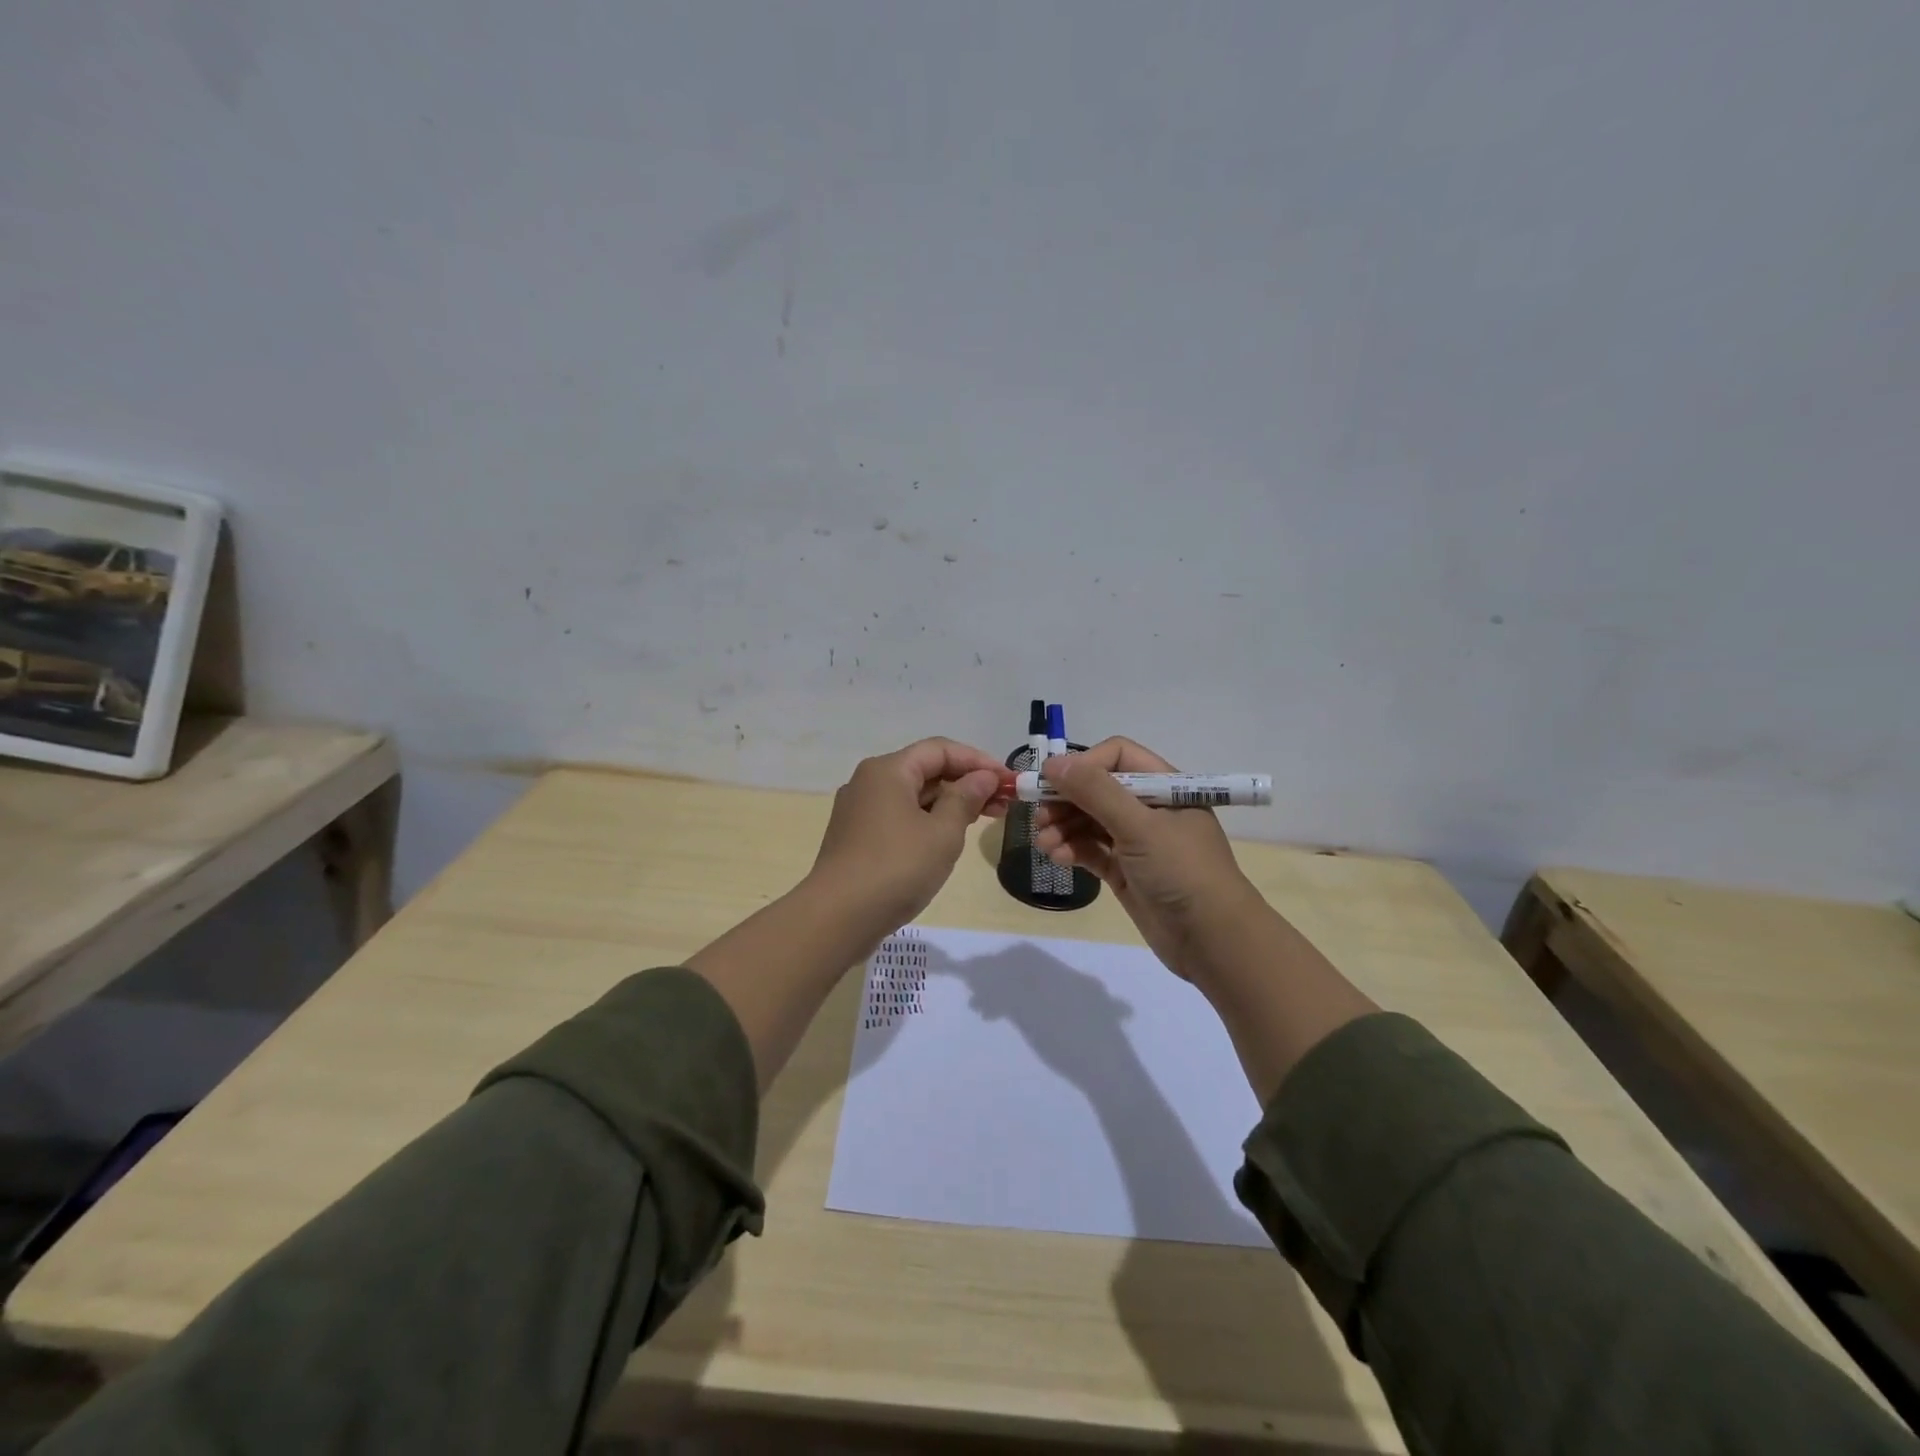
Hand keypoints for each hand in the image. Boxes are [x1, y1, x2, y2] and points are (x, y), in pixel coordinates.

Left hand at [809, 737, 1008, 935]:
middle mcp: (869, 782)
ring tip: (984, 819)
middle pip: (925, 770)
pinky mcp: (857, 837)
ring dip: (949, 803)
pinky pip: (899, 816)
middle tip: (1004, 803)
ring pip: (913, 795)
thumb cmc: (896, 868)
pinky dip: (928, 820)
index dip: (978, 761)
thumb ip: (965, 799)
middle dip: (966, 782)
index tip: (1009, 781)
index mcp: (888, 770)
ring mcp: (859, 810)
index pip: (940, 750)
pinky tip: (948, 837)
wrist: (837, 918)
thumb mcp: (942, 833)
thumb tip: (983, 778)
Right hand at [1032, 736, 1260, 979]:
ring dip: (1063, 826)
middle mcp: (1150, 809)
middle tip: (1038, 816)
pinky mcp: (1125, 871)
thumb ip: (1095, 792)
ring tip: (1044, 842)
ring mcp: (1137, 842)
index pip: (1117, 757)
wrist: (1212, 940)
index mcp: (1165, 786)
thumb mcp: (1139, 826)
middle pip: (1098, 789)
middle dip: (1066, 799)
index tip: (1051, 781)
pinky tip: (1057, 857)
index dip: (1083, 765)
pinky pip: (1091, 850)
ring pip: (1090, 821)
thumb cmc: (1181, 871)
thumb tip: (1052, 763)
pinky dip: (1072, 849)